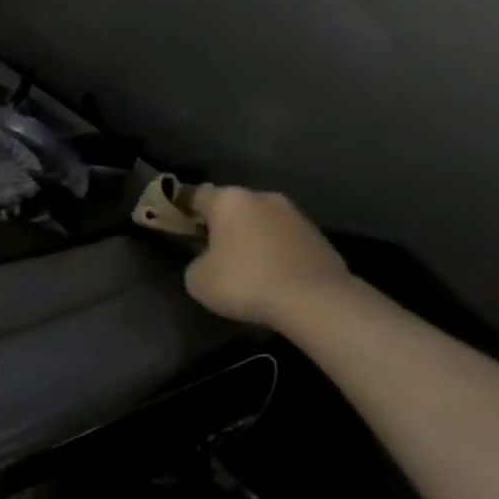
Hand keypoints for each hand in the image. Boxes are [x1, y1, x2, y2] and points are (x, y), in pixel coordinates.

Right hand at [184, 186, 352, 329]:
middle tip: (210, 249)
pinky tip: (271, 277)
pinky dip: (275, 253)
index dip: (182, 210)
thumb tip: (210, 261)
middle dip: (221, 224)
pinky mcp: (320, 238)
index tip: (177, 227)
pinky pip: (285, 241)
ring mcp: (296, 216)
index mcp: (228, 200)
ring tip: (244, 267)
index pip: (194, 195)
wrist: (317, 302)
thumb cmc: (245, 282)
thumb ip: (196, 261)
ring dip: (251, 238)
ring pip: (262, 223)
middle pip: (233, 207)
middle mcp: (263, 198)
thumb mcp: (198, 278)